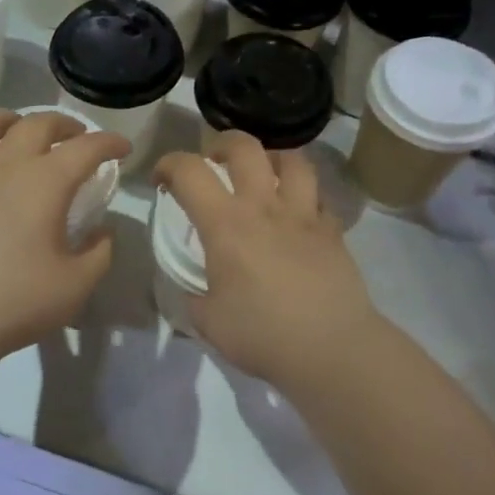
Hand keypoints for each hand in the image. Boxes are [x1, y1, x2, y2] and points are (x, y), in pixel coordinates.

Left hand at [0, 109, 129, 374]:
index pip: (86, 148)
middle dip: (64, 124)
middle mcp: (4, 165)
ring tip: (20, 132)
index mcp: (45, 183)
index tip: (122, 148)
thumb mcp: (77, 285)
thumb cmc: (15, 303)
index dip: (109, 142)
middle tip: (76, 138)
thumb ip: (100, 252)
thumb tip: (102, 231)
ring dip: (10, 120)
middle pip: (37, 123)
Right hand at [154, 133, 382, 388]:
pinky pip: (318, 195)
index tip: (161, 181)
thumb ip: (194, 296)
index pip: (189, 171)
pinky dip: (303, 195)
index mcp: (226, 224)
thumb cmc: (262, 335)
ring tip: (262, 175)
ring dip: (271, 158)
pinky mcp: (333, 230)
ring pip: (291, 159)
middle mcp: (264, 206)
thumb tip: (195, 287)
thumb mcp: (208, 321)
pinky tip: (297, 213)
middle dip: (221, 144)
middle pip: (244, 146)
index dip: (168, 165)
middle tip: (213, 163)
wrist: (331, 349)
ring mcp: (304, 214)